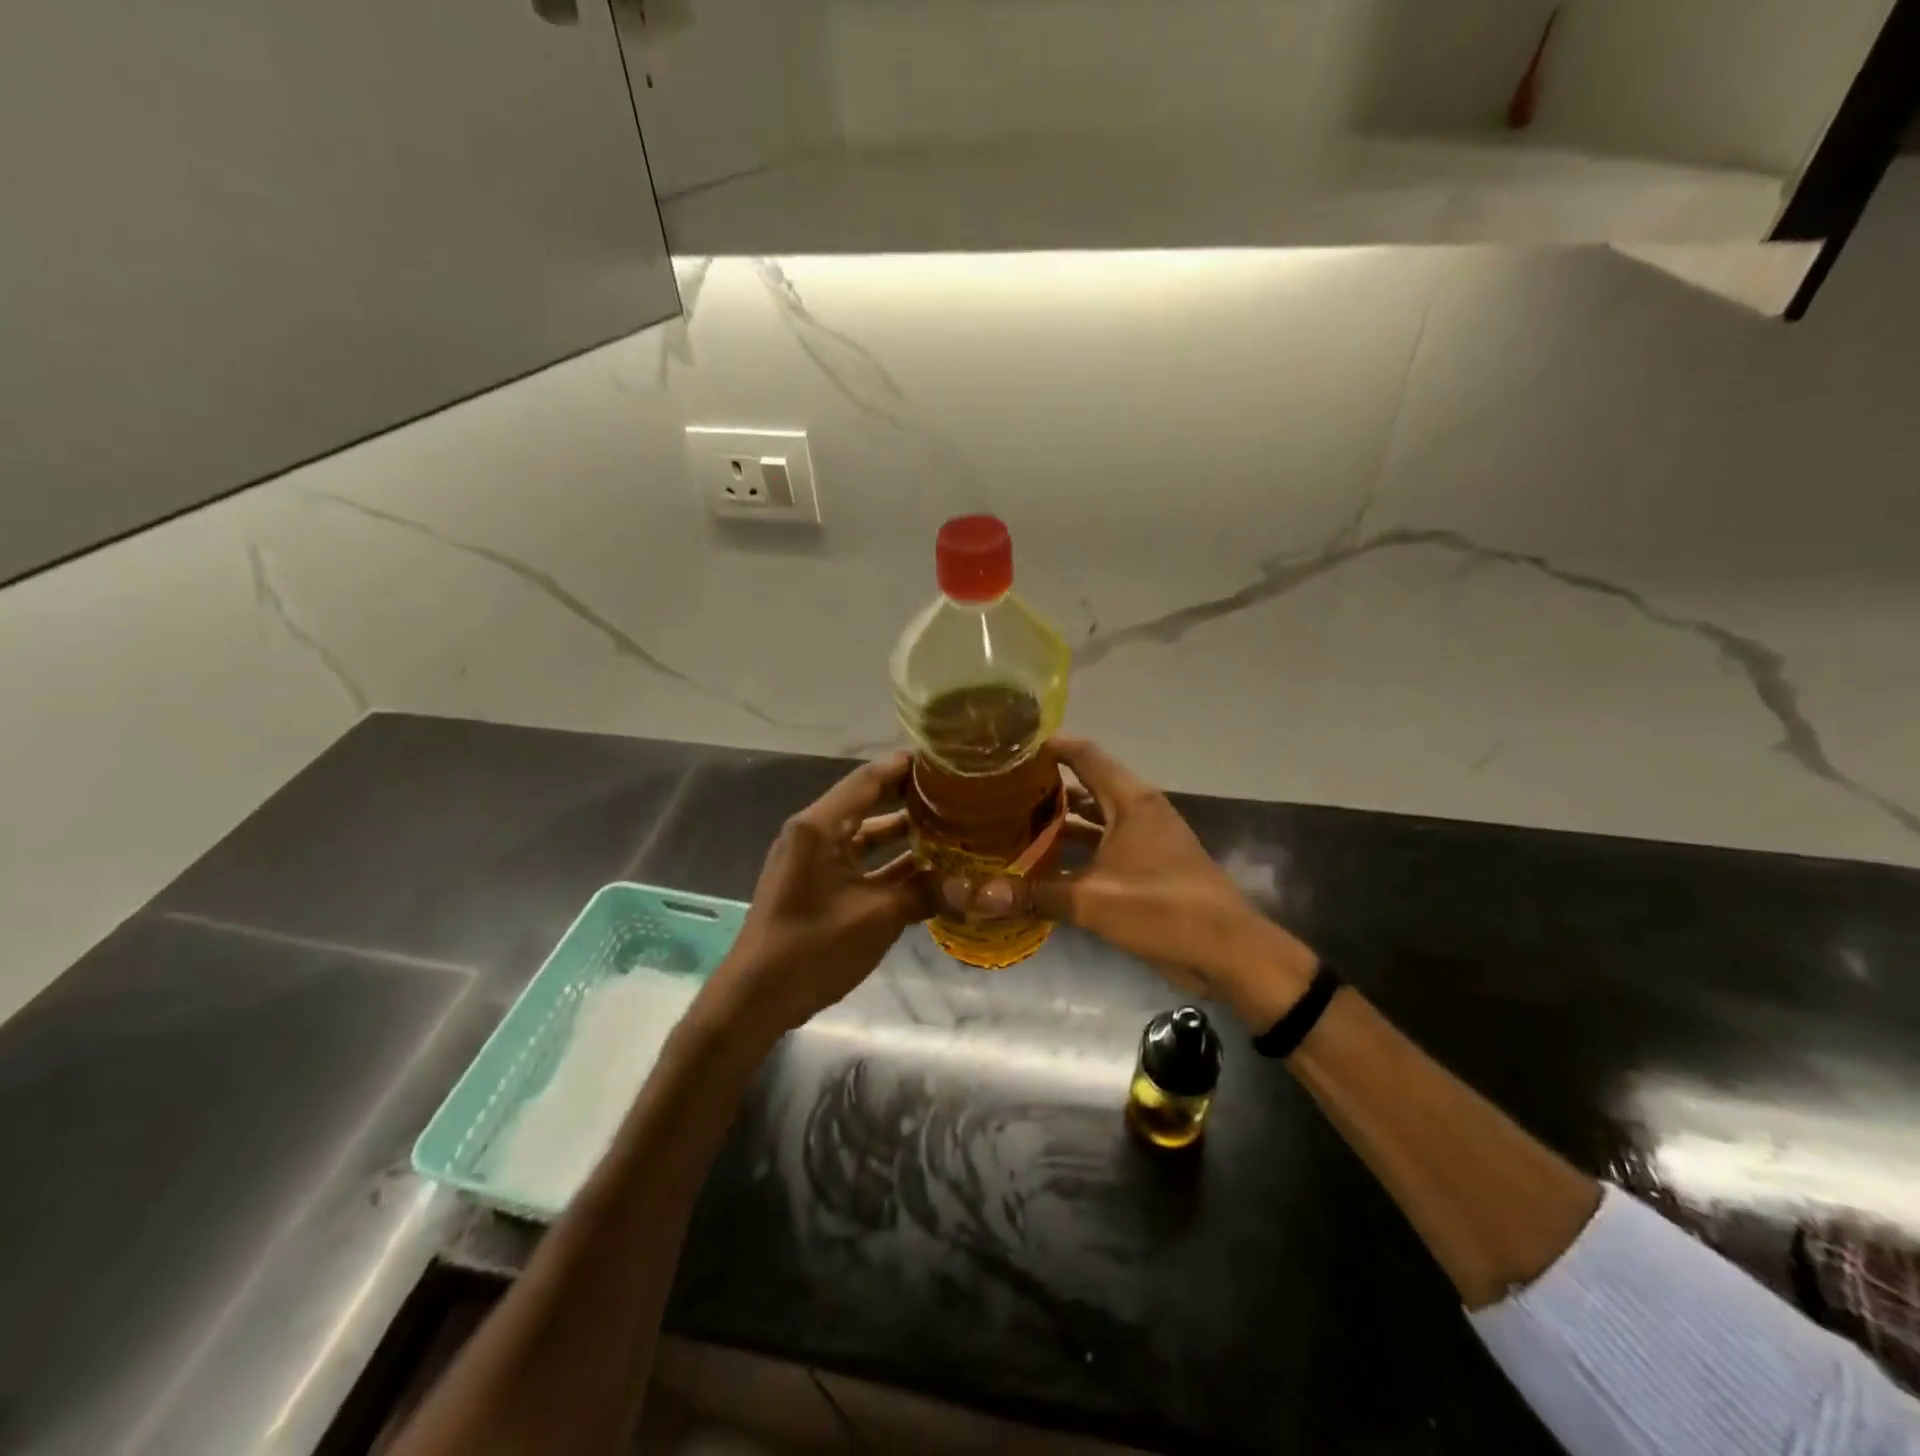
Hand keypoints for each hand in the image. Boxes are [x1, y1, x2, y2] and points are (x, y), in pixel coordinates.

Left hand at [704, 753, 930, 1039]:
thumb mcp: (877, 918)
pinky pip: (857, 862)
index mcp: (819, 828)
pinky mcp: (815, 885)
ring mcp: (812, 861)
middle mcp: (813, 834)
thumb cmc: (813, 947)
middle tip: (954, 792)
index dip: (905, 766)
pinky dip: (887, 863)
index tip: (944, 760)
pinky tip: (925, 871)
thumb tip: (975, 888)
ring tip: (948, 827)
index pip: (867, 780)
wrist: (756, 998)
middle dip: (908, 797)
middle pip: (866, 803)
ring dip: (901, 833)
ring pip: (863, 835)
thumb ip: (925, 894)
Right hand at [952, 737, 1317, 1029]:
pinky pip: (1104, 846)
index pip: (1085, 754)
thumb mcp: (1093, 901)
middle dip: (1046, 784)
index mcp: (1131, 801)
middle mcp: (1137, 810)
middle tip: (999, 787)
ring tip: (1011, 821)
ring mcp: (1145, 839)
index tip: (1009, 745)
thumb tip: (976, 896)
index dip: (1049, 745)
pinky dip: (1076, 849)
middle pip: (1086, 783)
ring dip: (1059, 819)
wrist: (1227, 952)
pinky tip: (1043, 863)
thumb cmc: (1163, 909)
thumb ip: (1035, 894)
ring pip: (1094, 818)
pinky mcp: (1147, 867)